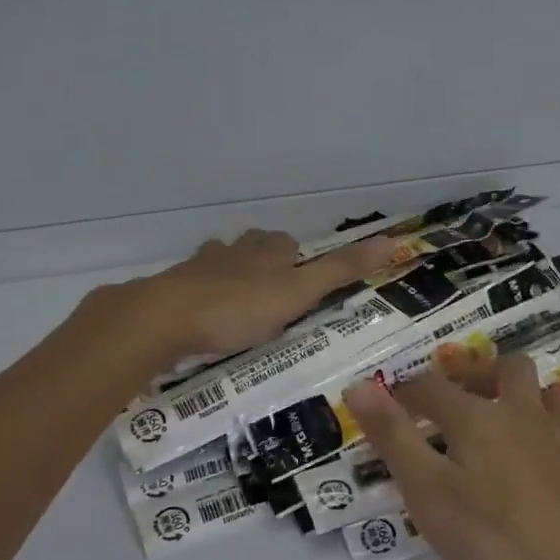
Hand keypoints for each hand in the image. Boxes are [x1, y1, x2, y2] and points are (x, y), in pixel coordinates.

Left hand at [129, 228, 398, 361]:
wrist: (165, 318)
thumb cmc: (239, 307)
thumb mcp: (299, 292)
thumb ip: (342, 270)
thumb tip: (393, 241)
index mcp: (266, 251)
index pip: (287, 243)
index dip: (297, 258)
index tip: (303, 280)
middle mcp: (234, 251)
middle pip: (253, 246)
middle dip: (263, 261)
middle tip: (273, 293)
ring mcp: (200, 267)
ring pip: (221, 260)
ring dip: (231, 273)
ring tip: (239, 301)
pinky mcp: (174, 288)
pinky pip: (192, 284)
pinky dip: (201, 292)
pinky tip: (201, 313)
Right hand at [343, 353, 559, 559]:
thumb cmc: (497, 540)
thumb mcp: (429, 493)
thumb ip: (394, 438)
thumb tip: (359, 385)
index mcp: (478, 418)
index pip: (433, 387)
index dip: (406, 392)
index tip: (388, 405)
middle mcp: (524, 416)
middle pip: (505, 369)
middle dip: (476, 373)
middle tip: (455, 396)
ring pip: (548, 395)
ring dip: (524, 396)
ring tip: (504, 419)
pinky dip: (556, 442)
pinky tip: (549, 468)